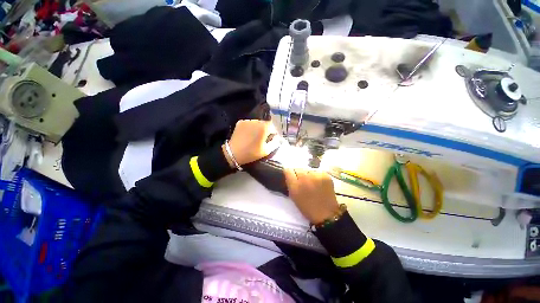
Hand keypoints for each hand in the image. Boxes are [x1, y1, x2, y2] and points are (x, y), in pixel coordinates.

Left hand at [225, 120, 279, 165]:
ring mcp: (247, 121)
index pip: (273, 127)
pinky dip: (251, 128)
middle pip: (265, 124)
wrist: (233, 153)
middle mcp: (256, 121)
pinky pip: (250, 124)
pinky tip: (248, 135)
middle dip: (266, 130)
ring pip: (257, 123)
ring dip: (258, 128)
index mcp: (264, 127)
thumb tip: (277, 137)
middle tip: (263, 139)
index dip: (273, 134)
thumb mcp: (266, 151)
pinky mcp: (240, 122)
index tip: (270, 140)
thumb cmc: (251, 153)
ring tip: (255, 137)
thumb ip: (275, 142)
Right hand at [284, 168, 340, 223]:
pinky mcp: (325, 175)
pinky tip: (319, 183)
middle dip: (298, 174)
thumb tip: (289, 175)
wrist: (326, 214)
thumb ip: (290, 184)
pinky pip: (317, 172)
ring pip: (308, 170)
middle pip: (298, 169)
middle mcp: (304, 178)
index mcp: (295, 185)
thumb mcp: (294, 196)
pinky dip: (317, 176)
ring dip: (308, 175)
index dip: (289, 173)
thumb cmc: (307, 207)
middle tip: (302, 181)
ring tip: (312, 183)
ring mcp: (315, 176)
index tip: (291, 177)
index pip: (288, 170)